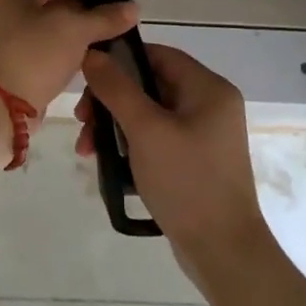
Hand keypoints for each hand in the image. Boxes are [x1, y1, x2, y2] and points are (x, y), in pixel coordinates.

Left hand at [0, 0, 138, 112]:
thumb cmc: (34, 55)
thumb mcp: (75, 30)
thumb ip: (105, 17)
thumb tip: (134, 7)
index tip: (115, 11)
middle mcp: (5, 11)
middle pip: (55, 8)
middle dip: (84, 20)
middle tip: (113, 32)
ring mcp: (7, 41)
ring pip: (51, 35)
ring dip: (75, 43)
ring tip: (104, 52)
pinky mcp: (12, 67)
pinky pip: (44, 56)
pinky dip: (62, 61)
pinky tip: (84, 69)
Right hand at [76, 45, 270, 286]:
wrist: (223, 252)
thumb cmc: (187, 181)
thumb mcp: (145, 130)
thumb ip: (116, 88)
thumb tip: (91, 53)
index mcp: (208, 89)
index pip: (157, 55)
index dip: (119, 60)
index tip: (86, 78)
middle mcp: (210, 104)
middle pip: (149, 84)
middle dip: (110, 100)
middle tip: (81, 120)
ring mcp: (203, 134)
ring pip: (148, 112)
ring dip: (114, 125)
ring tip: (87, 149)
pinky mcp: (194, 159)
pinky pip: (155, 136)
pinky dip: (129, 143)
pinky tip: (107, 161)